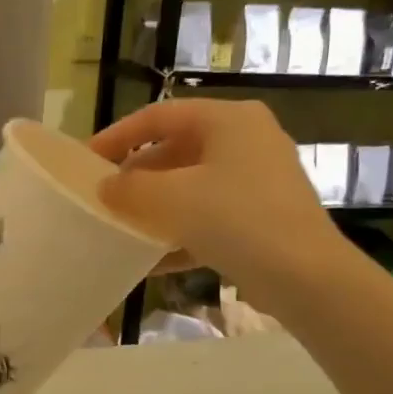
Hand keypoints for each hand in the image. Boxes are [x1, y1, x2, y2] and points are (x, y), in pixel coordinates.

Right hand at [90, 100, 354, 307]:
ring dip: (155, 209)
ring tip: (122, 229)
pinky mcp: (261, 219)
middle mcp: (247, 142)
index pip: (160, 116)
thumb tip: (106, 186)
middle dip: (137, 177)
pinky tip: (152, 262)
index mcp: (229, 120)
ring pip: (191, 188)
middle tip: (105, 199)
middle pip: (176, 152)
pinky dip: (180, 234)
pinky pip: (209, 219)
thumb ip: (130, 188)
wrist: (305, 276)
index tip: (87, 161)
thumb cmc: (236, 219)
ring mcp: (257, 182)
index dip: (118, 136)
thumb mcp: (172, 198)